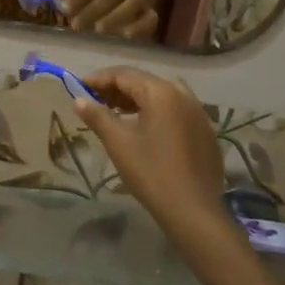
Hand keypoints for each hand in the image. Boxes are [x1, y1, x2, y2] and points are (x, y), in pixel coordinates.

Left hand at [63, 0, 156, 39]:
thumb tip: (62, 8)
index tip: (65, 10)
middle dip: (92, 11)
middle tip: (77, 25)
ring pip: (131, 5)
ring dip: (114, 17)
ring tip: (98, 29)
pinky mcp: (150, 14)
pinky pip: (149, 20)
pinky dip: (139, 28)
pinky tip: (125, 36)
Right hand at [73, 68, 229, 241]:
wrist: (193, 209)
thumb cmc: (151, 172)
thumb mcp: (118, 142)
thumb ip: (97, 116)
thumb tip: (79, 99)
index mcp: (161, 93)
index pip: (124, 75)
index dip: (99, 79)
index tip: (79, 87)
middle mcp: (183, 94)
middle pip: (144, 82)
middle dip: (117, 88)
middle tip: (94, 100)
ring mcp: (198, 112)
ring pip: (161, 95)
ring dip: (136, 99)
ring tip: (116, 112)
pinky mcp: (205, 131)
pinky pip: (176, 110)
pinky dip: (155, 111)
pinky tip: (144, 128)